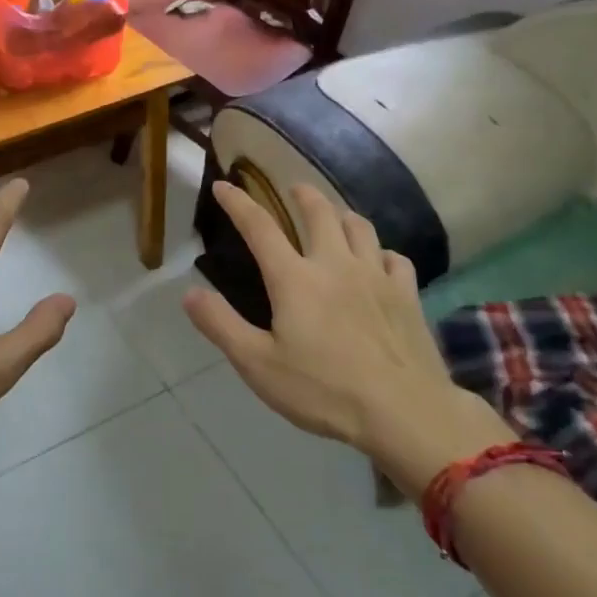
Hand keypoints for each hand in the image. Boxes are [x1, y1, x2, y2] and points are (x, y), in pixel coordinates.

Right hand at [183, 181, 512, 488]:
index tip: (223, 184)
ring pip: (360, 227)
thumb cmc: (323, 390)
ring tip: (335, 216)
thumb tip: (189, 293)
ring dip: (342, 215)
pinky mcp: (407, 295)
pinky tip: (379, 261)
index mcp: (295, 278)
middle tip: (294, 190)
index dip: (238, 202)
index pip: (259, 227)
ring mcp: (376, 276)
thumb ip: (221, 325)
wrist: (404, 412)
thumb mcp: (258, 364)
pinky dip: (381, 252)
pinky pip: (395, 258)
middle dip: (303, 195)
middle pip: (319, 212)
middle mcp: (335, 264)